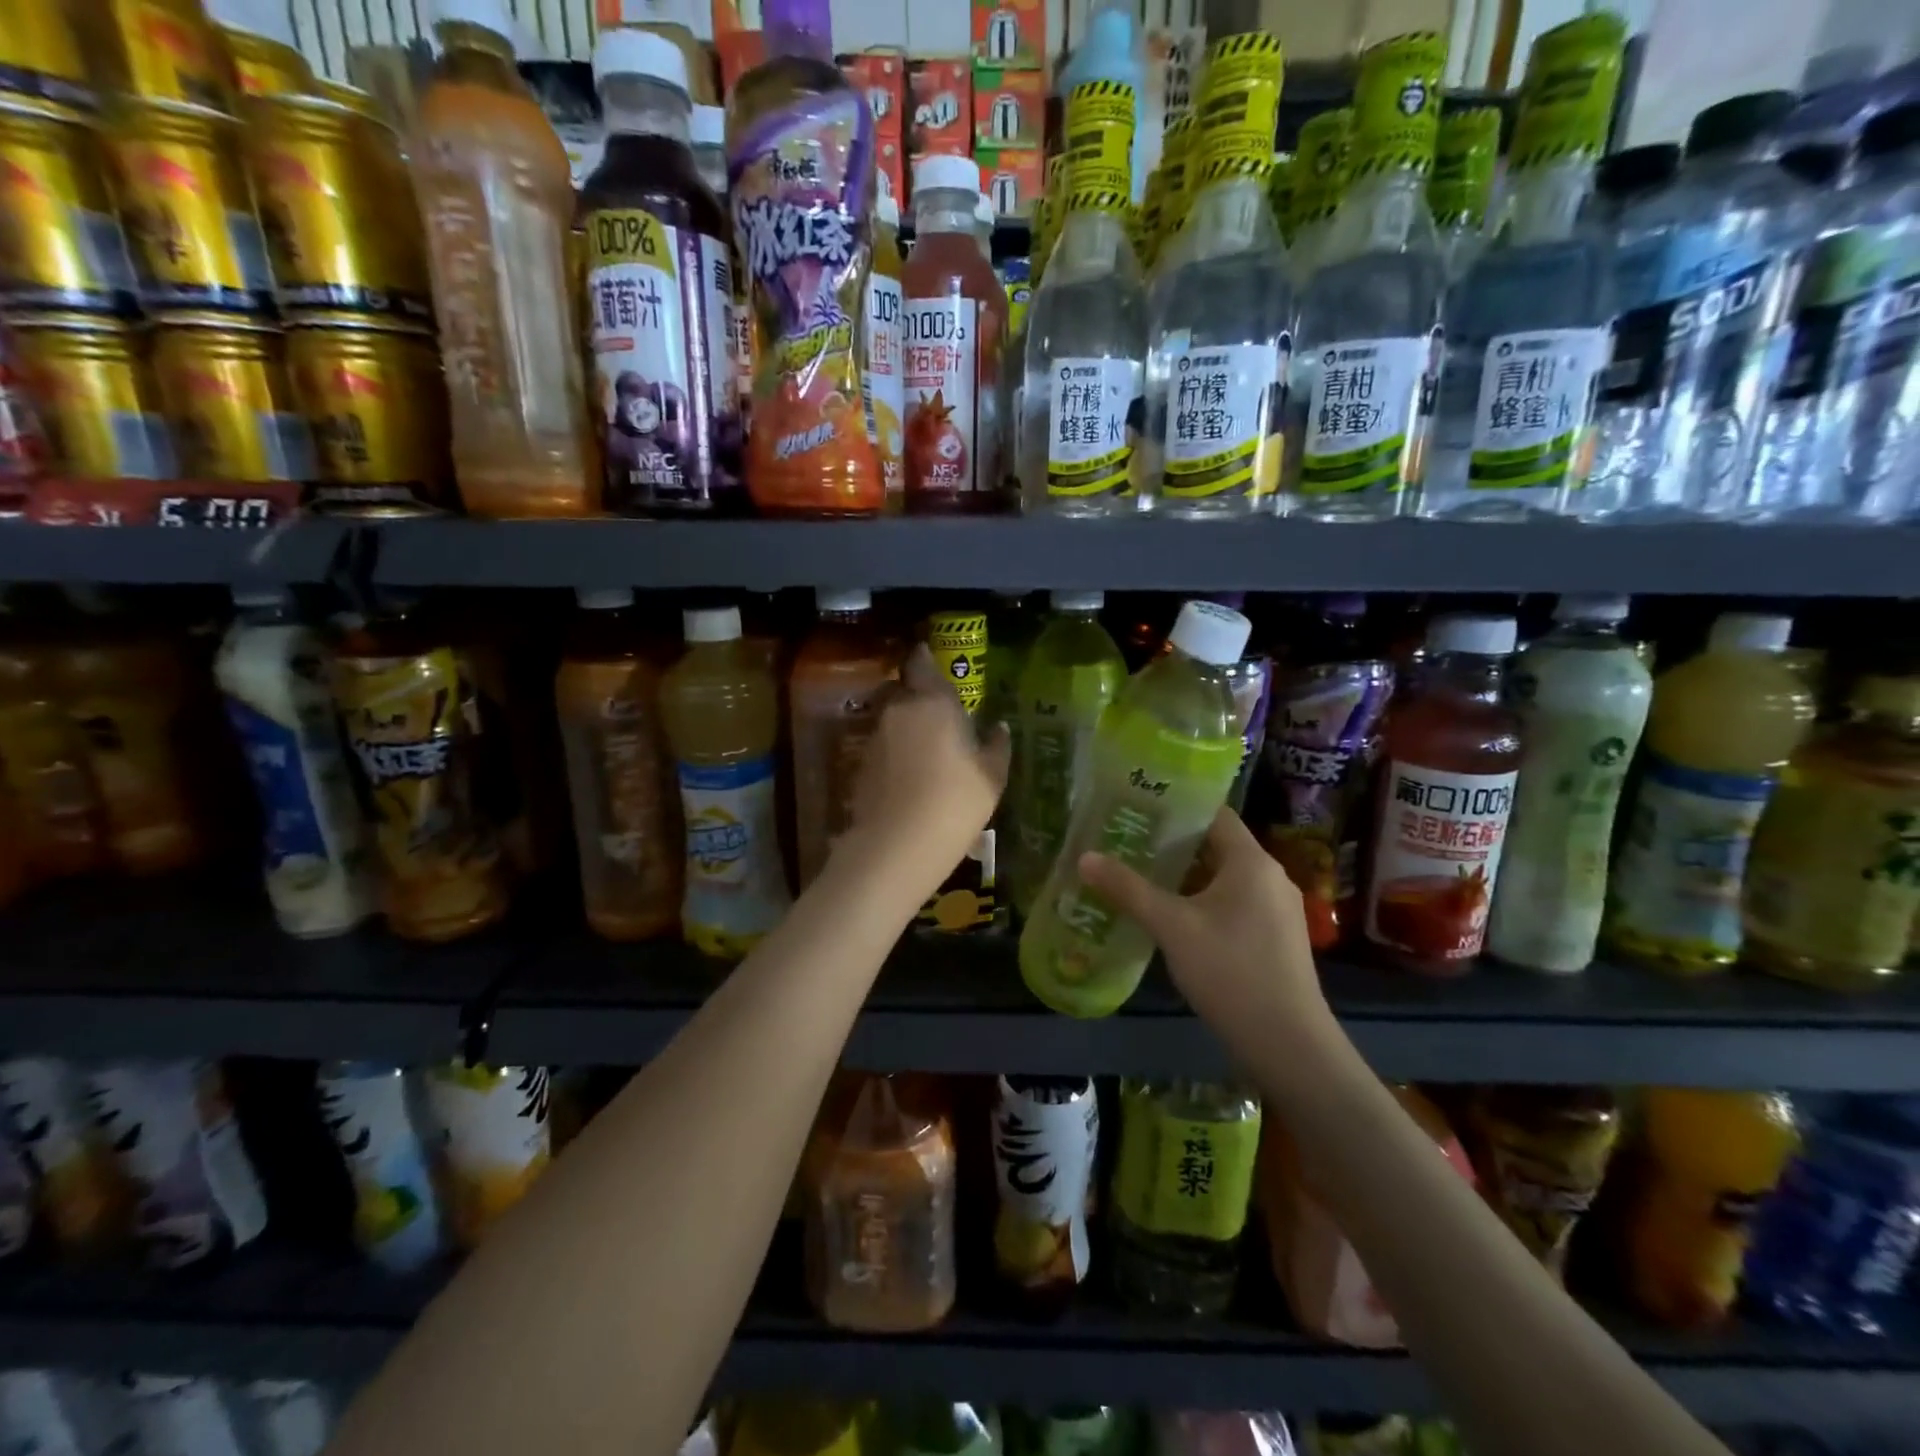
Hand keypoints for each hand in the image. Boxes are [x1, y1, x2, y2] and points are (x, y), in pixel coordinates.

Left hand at [846, 644, 1010, 880]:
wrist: (898, 844)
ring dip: (906, 725)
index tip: (928, 657)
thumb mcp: (991, 776)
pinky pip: (883, 746)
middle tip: (938, 711)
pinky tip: (910, 773)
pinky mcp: (862, 764)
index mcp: (932, 701)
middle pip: (903, 689)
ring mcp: (876, 737)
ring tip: (927, 747)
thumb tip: (998, 727)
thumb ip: (996, 745)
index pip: (921, 663)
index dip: (924, 658)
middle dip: (916, 695)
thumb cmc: (956, 801)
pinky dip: (895, 751)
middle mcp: (898, 709)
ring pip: (892, 718)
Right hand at [1077, 808, 1347, 1074]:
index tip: (1136, 806)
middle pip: (1216, 845)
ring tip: (1138, 873)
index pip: (1213, 813)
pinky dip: (1201, 901)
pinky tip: (1169, 916)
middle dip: (1171, 843)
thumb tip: (1084, 857)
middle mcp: (1269, 876)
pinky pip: (1232, 903)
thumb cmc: (1230, 972)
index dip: (1175, 807)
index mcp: (1251, 861)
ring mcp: (1276, 909)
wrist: (1289, 1045)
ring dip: (1184, 875)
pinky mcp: (1274, 937)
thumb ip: (1128, 889)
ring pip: (1222, 877)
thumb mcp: (1172, 927)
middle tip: (1125, 840)